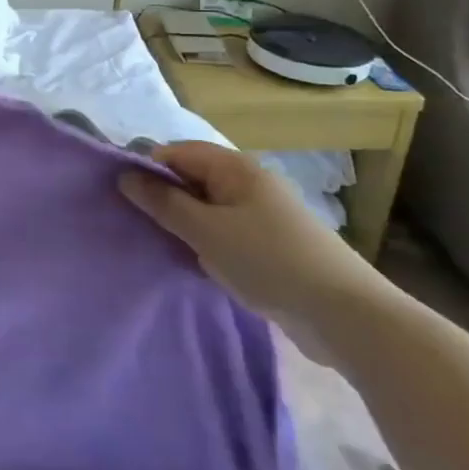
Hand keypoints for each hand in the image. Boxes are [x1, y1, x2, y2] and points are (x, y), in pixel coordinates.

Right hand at [118, 141, 395, 357]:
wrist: (346, 316)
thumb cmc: (268, 261)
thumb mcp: (205, 231)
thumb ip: (163, 203)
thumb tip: (125, 176)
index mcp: (235, 168)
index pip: (177, 153)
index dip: (148, 169)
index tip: (122, 197)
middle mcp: (249, 184)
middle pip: (193, 179)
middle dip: (165, 199)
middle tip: (137, 224)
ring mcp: (263, 215)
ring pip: (208, 209)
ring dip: (185, 225)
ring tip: (161, 246)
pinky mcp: (272, 246)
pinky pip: (226, 233)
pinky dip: (207, 244)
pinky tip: (196, 265)